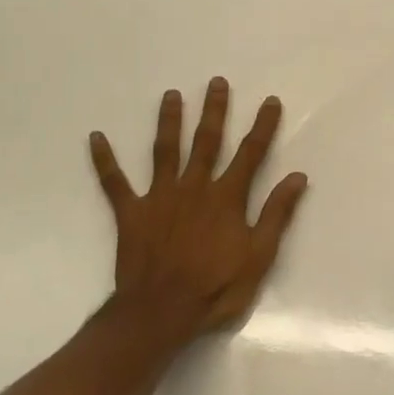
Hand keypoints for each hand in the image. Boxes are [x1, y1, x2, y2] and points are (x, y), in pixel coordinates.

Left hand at [89, 78, 308, 343]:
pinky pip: (114, 182)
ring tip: (171, 94)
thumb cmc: (215, 289)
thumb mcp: (258, 257)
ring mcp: (160, 197)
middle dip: (214, 110)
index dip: (262, 126)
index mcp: (226, 198)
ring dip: (169, 121)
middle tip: (216, 82)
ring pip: (165, 150)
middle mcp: (194, 187)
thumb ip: (276, 214)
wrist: (161, 312)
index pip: (250, 154)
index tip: (269, 101)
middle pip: (206, 141)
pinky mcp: (131, 213)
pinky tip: (95, 137)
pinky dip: (104, 160)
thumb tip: (297, 177)